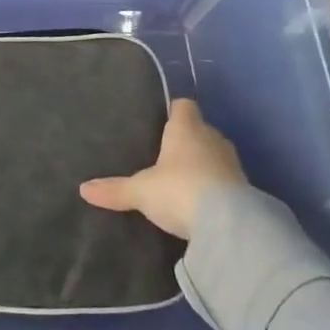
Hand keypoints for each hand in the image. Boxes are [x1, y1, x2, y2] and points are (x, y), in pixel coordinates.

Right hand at [79, 98, 246, 240]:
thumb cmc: (179, 189)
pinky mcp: (246, 189)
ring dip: (204, 164)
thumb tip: (83, 189)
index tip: (161, 122)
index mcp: (186, 127)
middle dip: (187, 140)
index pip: (183, 105)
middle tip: (166, 156)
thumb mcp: (141, 191)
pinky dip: (216, 187)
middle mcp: (212, 138)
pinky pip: (226, 180)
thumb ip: (115, 189)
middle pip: (200, 129)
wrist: (229, 225)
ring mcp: (232, 163)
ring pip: (214, 154)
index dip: (173, 111)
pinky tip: (202, 202)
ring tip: (183, 181)